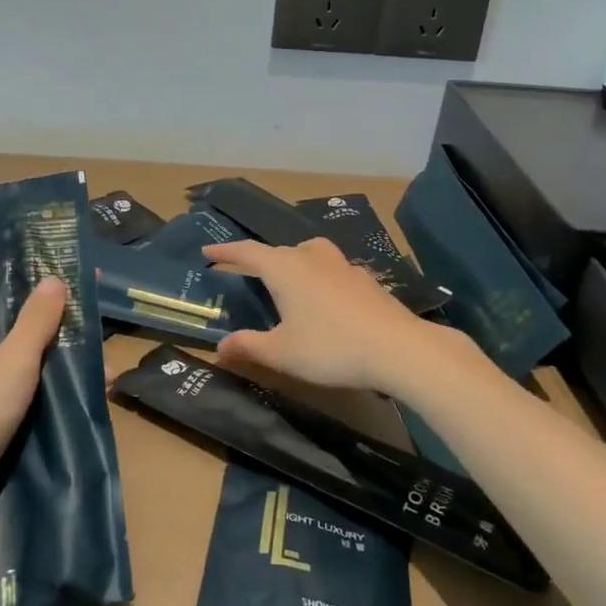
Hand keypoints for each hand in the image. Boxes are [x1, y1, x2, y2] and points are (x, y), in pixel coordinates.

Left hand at [0, 189, 66, 550]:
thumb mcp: (10, 366)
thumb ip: (35, 322)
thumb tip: (56, 278)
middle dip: (13, 270)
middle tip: (55, 254)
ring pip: (2, 328)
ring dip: (32, 313)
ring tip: (75, 302)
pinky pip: (11, 360)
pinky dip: (36, 351)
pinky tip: (69, 360)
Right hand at [201, 237, 439, 391]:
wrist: (397, 347)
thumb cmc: (330, 347)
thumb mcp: (281, 353)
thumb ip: (249, 346)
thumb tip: (219, 347)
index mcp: (285, 269)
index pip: (248, 252)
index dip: (226, 253)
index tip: (208, 254)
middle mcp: (311, 257)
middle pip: (278, 251)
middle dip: (259, 260)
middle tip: (244, 273)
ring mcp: (342, 265)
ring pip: (309, 253)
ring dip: (292, 262)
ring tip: (287, 280)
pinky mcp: (365, 279)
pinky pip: (332, 269)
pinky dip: (319, 276)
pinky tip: (325, 297)